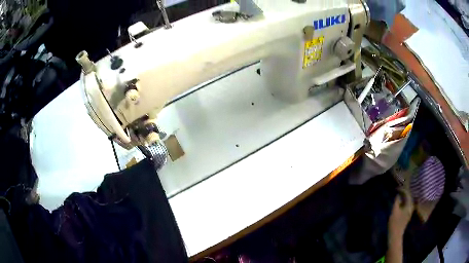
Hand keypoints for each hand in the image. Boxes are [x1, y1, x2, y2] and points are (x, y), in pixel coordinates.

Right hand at [389, 188, 413, 238]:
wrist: (395, 235)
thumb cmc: (394, 223)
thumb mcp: (394, 211)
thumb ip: (397, 201)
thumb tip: (398, 195)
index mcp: (409, 205)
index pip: (407, 193)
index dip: (402, 190)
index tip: (396, 188)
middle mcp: (411, 207)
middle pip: (409, 197)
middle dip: (404, 193)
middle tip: (398, 191)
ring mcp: (410, 211)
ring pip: (408, 201)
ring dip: (404, 197)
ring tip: (399, 196)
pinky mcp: (407, 215)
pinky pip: (407, 205)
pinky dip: (404, 202)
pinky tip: (400, 203)